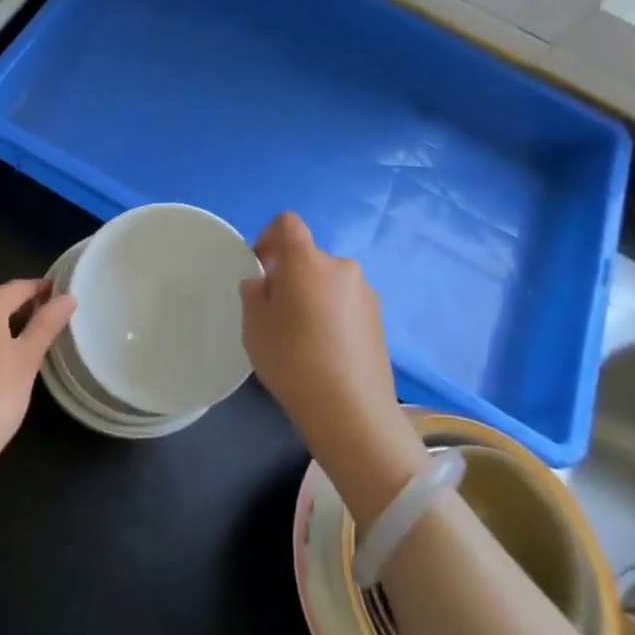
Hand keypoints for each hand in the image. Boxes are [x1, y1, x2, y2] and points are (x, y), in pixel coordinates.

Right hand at [240, 213, 428, 523]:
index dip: (269, 236)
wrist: (350, 410)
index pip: (287, 223)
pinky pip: (346, 304)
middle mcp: (340, 266)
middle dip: (290, 274)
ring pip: (329, 282)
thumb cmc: (291, 358)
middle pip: (309, 257)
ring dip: (313, 295)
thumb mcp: (254, 325)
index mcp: (306, 260)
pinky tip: (324, 350)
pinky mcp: (380, 320)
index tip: (260, 265)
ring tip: (302, 335)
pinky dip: (332, 315)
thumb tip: (263, 283)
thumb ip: (254, 294)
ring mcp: (365, 293)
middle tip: (276, 311)